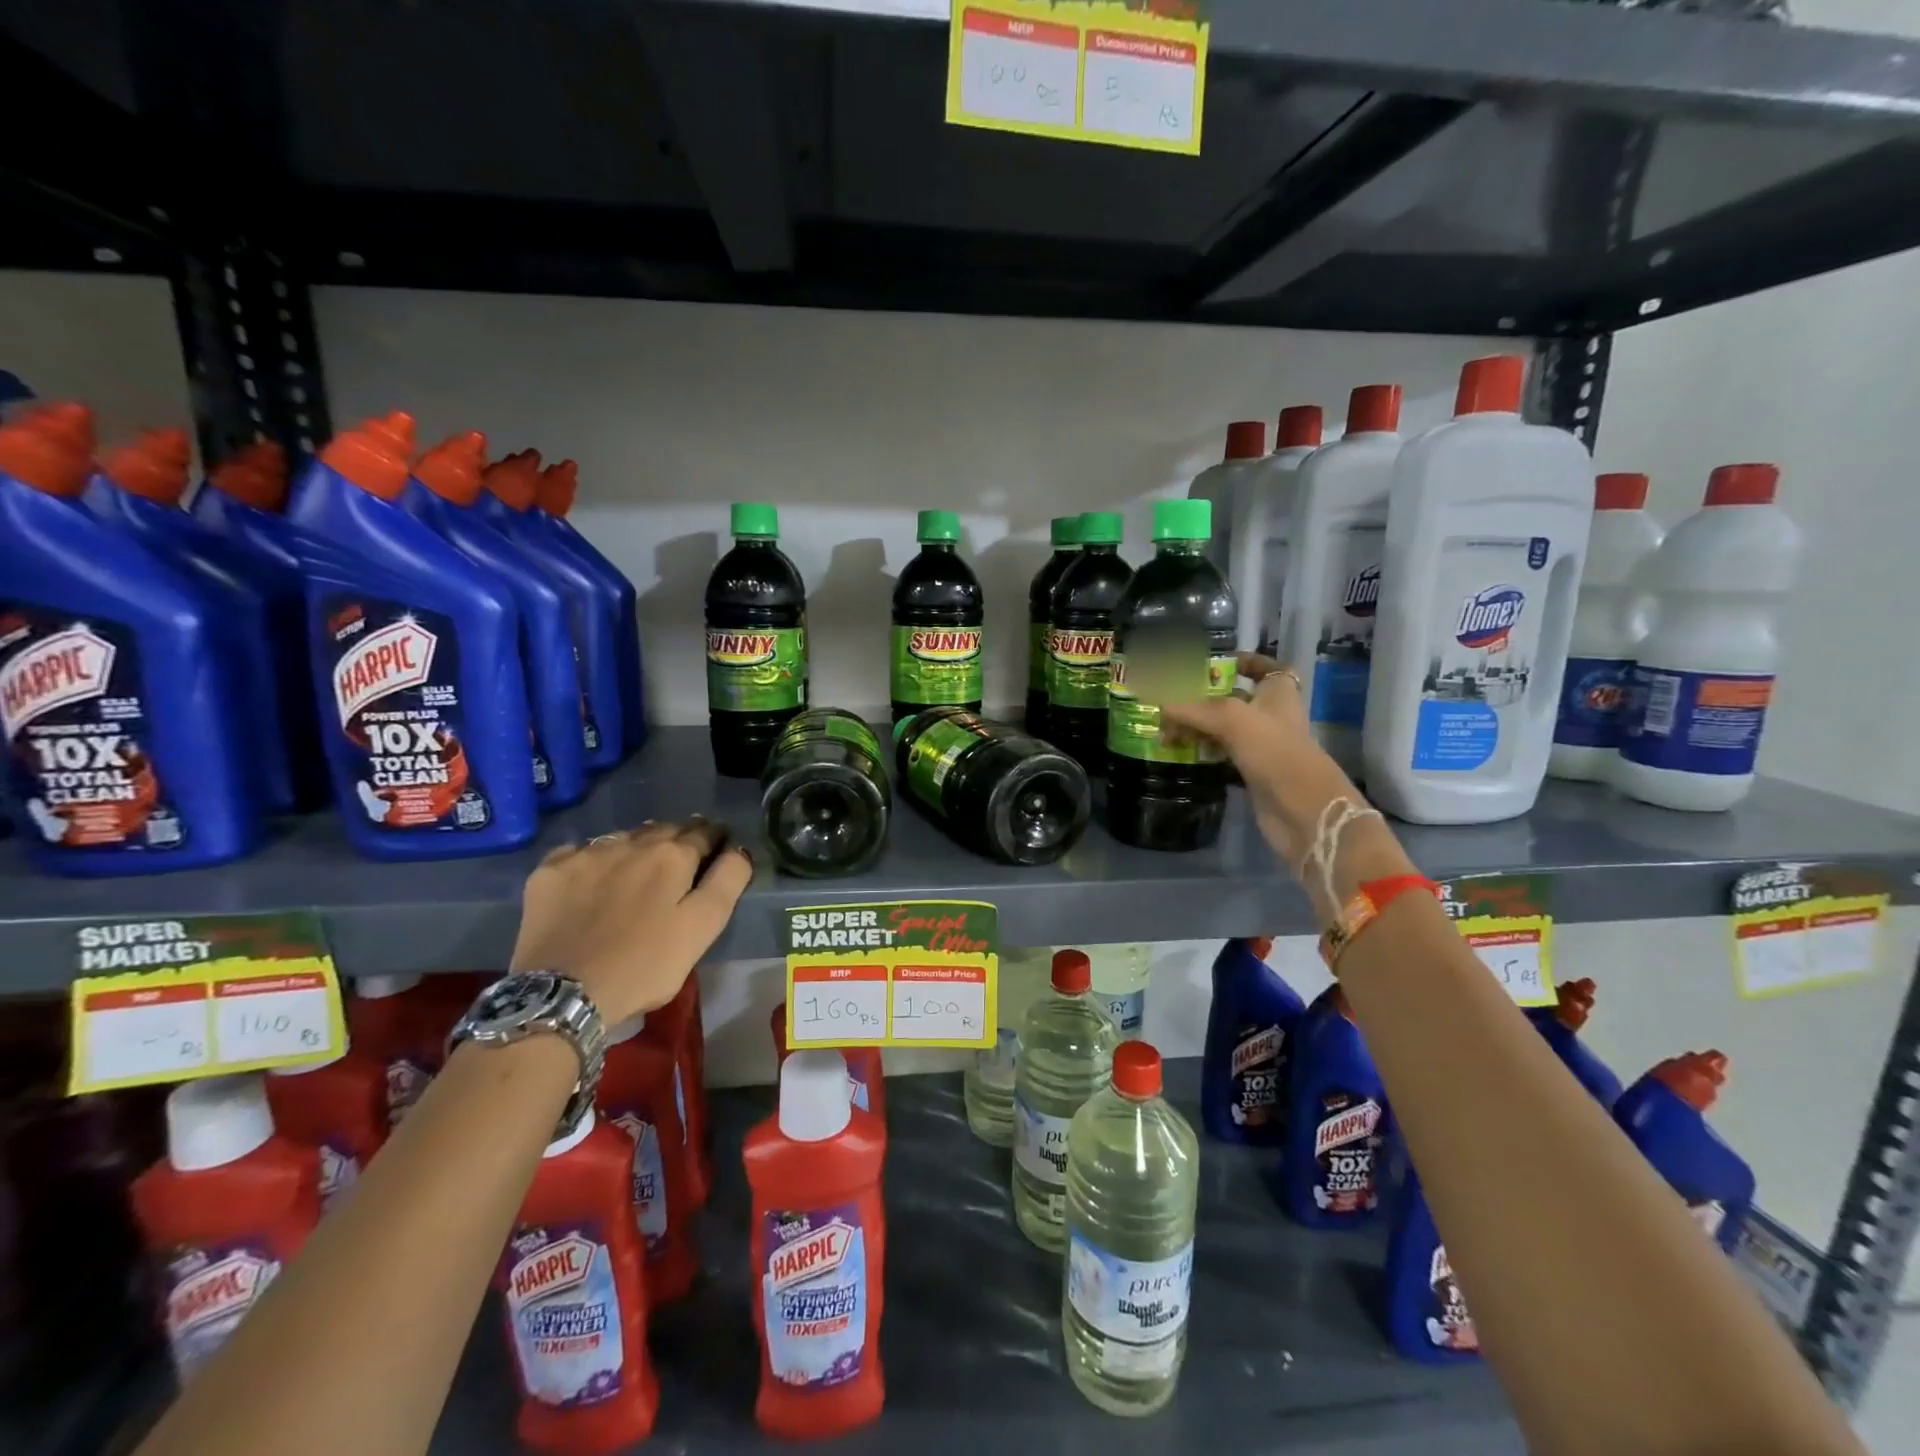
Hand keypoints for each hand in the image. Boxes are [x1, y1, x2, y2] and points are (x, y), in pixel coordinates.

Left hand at [511, 818, 752, 1024]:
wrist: (562, 994)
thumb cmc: (645, 965)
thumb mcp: (703, 928)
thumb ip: (727, 882)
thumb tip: (739, 849)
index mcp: (673, 856)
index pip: (704, 832)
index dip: (716, 838)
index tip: (719, 848)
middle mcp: (631, 842)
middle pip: (664, 828)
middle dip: (679, 838)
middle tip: (683, 860)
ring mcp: (586, 854)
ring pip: (624, 837)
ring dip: (638, 845)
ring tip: (640, 868)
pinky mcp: (550, 871)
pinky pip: (581, 851)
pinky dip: (594, 858)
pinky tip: (594, 878)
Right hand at [1160, 653, 1360, 869]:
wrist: (1301, 808)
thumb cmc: (1273, 750)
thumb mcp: (1231, 718)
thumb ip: (1192, 709)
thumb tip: (1159, 704)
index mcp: (1278, 691)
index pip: (1263, 666)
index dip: (1242, 661)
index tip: (1212, 663)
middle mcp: (1271, 713)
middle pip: (1234, 697)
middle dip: (1202, 697)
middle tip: (1170, 699)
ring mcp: (1262, 744)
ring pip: (1224, 727)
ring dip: (1197, 726)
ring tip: (1165, 729)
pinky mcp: (1252, 770)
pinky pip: (1222, 752)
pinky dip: (1203, 750)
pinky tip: (1180, 751)